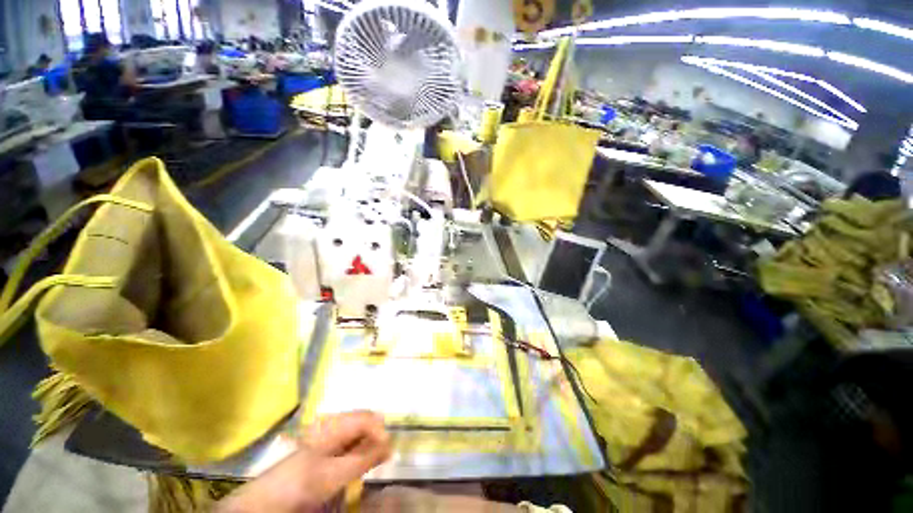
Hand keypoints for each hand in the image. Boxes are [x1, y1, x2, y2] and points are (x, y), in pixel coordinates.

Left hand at [216, 411, 391, 512]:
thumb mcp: (333, 473)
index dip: (380, 431)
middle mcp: (334, 423)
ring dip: (367, 446)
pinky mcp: (326, 447)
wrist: (268, 498)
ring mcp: (329, 435)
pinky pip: (349, 443)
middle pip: (364, 422)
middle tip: (381, 458)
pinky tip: (357, 464)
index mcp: (334, 423)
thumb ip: (363, 457)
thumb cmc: (301, 481)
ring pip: (358, 433)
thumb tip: (390, 442)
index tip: (388, 451)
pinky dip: (357, 452)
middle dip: (375, 438)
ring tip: (370, 463)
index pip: (368, 416)